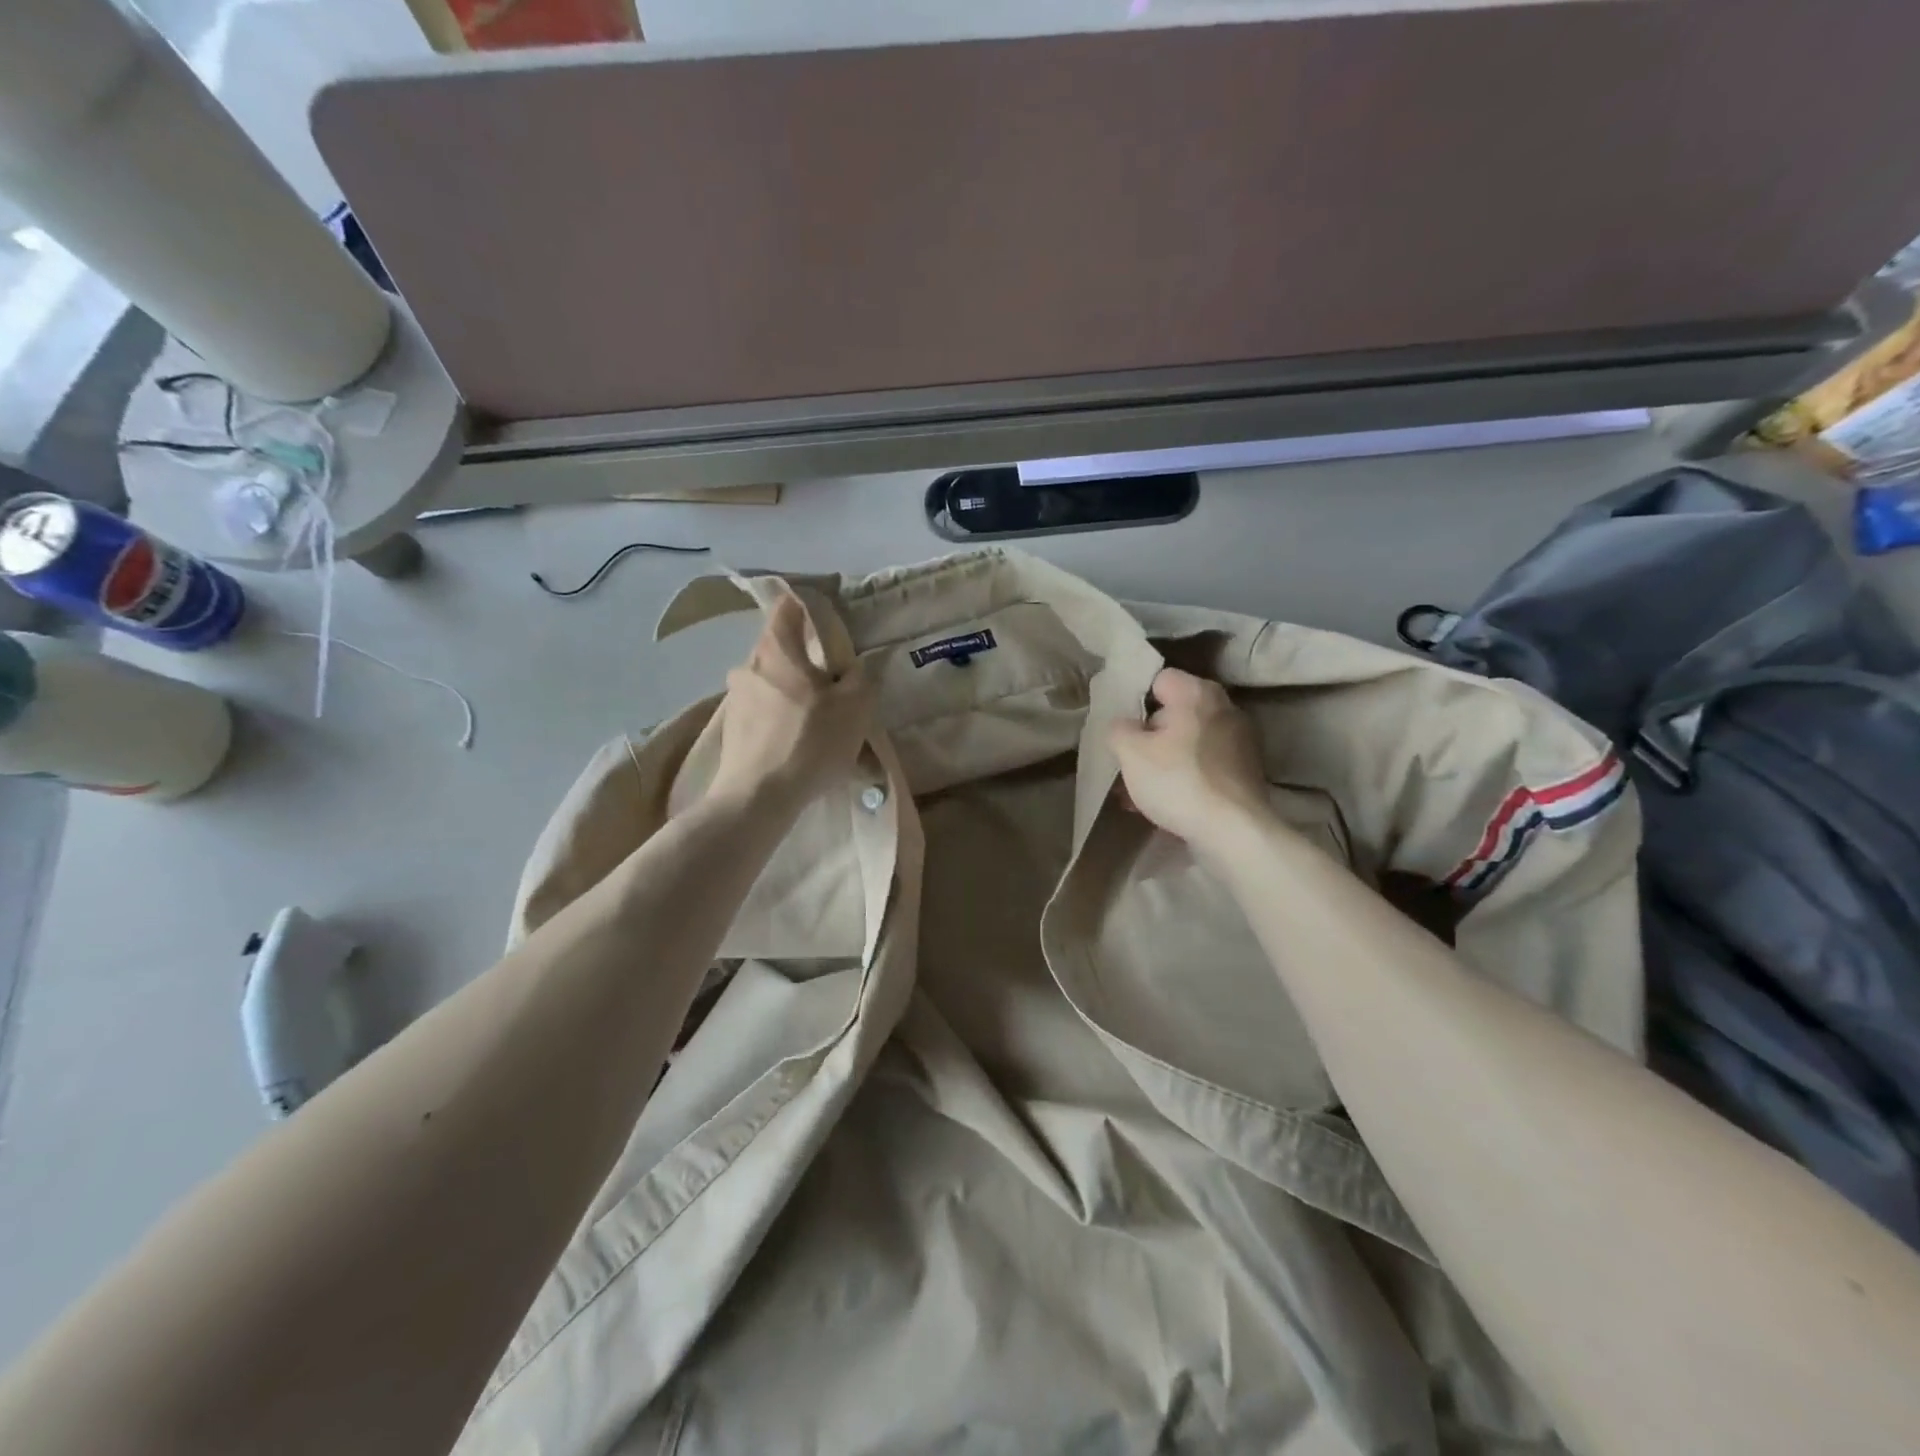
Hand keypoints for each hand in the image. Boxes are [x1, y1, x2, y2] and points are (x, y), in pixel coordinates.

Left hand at [707, 593, 874, 816]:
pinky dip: (782, 718)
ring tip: (821, 719)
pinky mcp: (732, 730)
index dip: (811, 606)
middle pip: (781, 648)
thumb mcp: (856, 706)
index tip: (832, 622)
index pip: (788, 605)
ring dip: (795, 692)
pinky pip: (764, 712)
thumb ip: (861, 677)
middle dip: (807, 659)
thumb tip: (855, 666)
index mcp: (776, 648)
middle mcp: (748, 665)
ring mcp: (735, 698)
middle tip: (835, 680)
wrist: (758, 798)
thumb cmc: (810, 741)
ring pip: (772, 682)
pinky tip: (801, 744)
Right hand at [1109, 668, 1269, 850]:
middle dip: (1148, 737)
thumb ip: (1118, 729)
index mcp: (1197, 693)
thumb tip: (1124, 725)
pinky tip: (1166, 803)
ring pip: (1188, 742)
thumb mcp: (1130, 753)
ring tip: (1139, 793)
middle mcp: (1225, 708)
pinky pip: (1205, 764)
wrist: (1233, 831)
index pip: (1159, 679)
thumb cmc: (1178, 782)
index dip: (1136, 702)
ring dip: (1163, 761)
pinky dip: (1185, 777)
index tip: (1124, 729)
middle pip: (1174, 713)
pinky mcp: (1246, 770)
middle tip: (1128, 764)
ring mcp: (1240, 740)